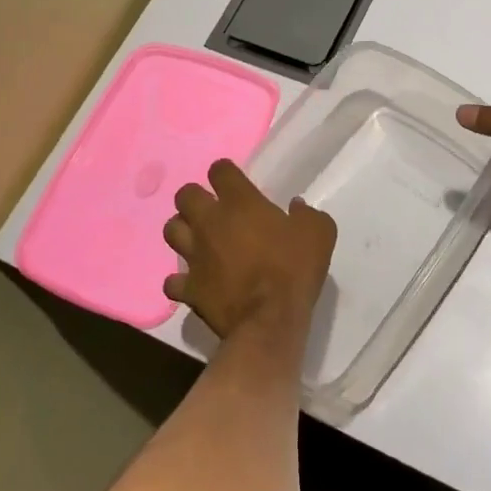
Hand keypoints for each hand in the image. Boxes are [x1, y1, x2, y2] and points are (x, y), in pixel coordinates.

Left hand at [163, 160, 335, 341]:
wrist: (270, 319)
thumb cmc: (294, 268)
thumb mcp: (319, 232)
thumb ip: (307, 214)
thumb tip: (296, 207)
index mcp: (240, 202)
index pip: (219, 171)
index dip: (224, 173)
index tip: (234, 182)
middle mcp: (210, 222)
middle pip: (185, 195)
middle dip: (195, 198)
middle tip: (212, 210)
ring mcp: (195, 256)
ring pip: (171, 230)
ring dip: (183, 231)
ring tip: (198, 240)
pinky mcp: (189, 288)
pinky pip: (172, 281)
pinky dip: (180, 280)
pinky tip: (194, 281)